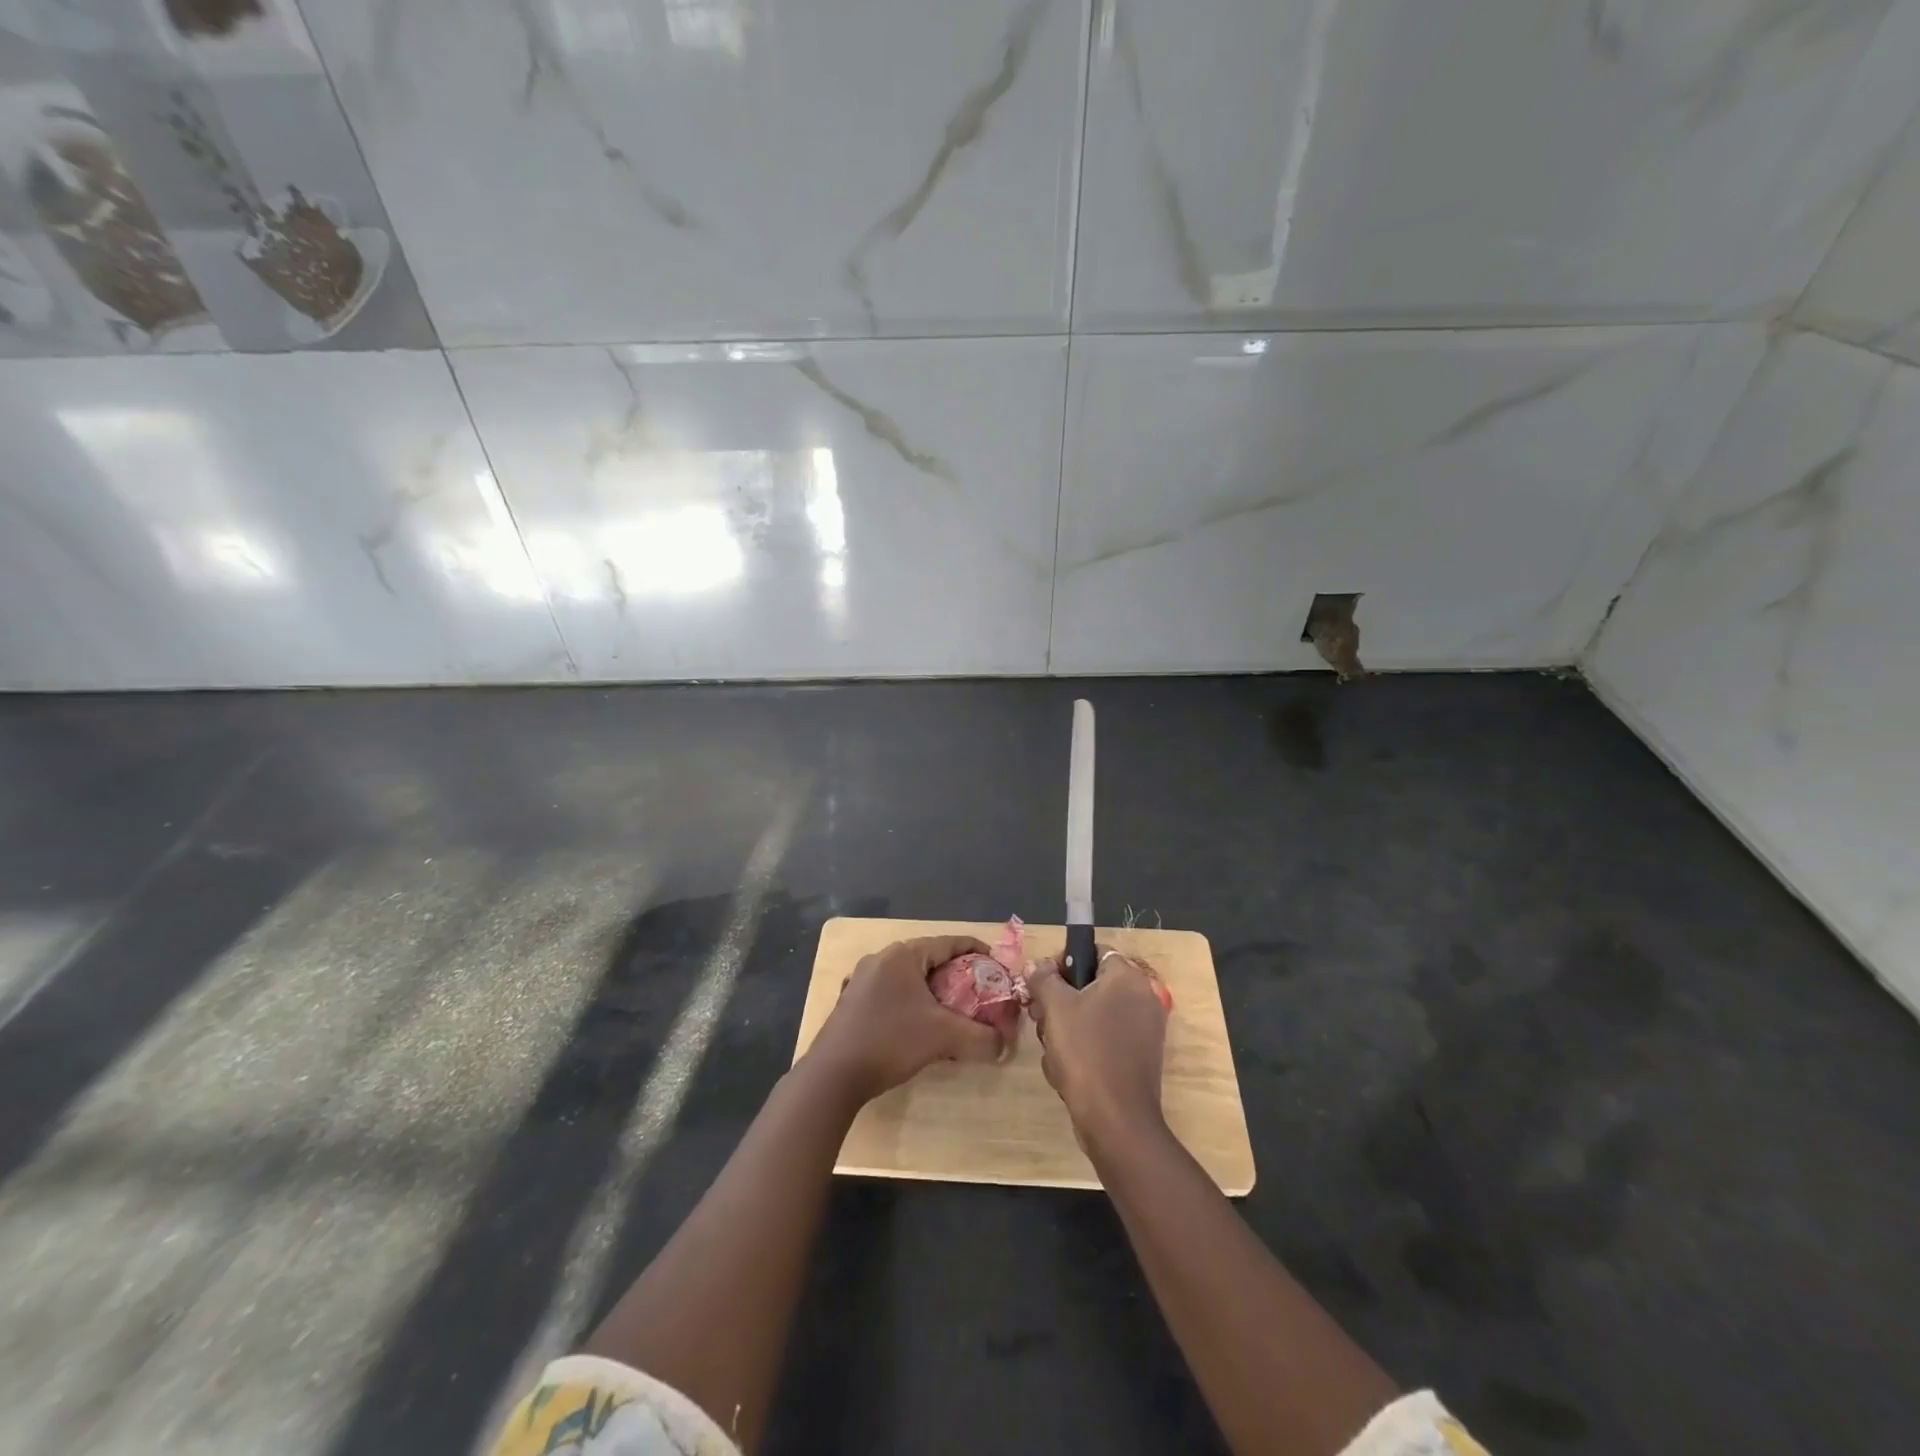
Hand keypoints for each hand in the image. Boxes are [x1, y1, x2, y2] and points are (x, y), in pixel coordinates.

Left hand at [808, 936, 1004, 1102]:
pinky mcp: (852, 1001)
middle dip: (957, 975)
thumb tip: (1004, 1046)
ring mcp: (862, 979)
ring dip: (933, 991)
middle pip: (929, 959)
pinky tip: (919, 1027)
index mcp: (904, 955)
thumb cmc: (890, 1041)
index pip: (949, 942)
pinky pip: (892, 993)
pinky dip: (912, 1003)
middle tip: (979, 993)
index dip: (977, 951)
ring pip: (909, 978)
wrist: (833, 1074)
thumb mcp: (943, 1037)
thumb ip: (980, 1037)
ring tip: (953, 1012)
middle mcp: (881, 959)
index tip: (997, 967)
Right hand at [1027, 948, 1168, 1151]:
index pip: (1092, 951)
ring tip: (1052, 1049)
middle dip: (1060, 1000)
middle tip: (1040, 1018)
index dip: (1063, 961)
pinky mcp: (1138, 1059)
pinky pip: (1103, 1040)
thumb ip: (1043, 978)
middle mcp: (1142, 998)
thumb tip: (1036, 964)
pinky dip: (1082, 1049)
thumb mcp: (1056, 1007)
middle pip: (1090, 984)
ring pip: (1092, 1014)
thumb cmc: (1086, 1052)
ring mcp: (1143, 1031)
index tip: (1042, 983)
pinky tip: (1065, 1069)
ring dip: (1065, 1028)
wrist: (1116, 1121)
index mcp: (1128, 978)